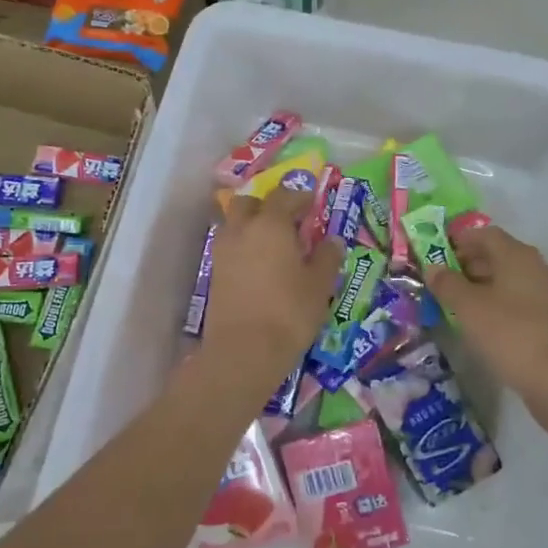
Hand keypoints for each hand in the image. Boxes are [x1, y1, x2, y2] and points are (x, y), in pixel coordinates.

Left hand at [198, 186, 345, 394]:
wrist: (243, 351)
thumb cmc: (289, 313)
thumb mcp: (319, 285)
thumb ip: (327, 257)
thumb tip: (333, 240)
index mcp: (271, 224)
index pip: (284, 196)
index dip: (299, 197)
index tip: (312, 204)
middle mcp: (242, 229)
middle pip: (249, 203)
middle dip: (267, 205)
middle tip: (288, 221)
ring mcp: (223, 251)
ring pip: (234, 223)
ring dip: (251, 225)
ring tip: (272, 245)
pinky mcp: (214, 273)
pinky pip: (229, 247)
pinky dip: (243, 247)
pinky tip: (259, 266)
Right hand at [425, 224, 547, 401]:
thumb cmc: (510, 333)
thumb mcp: (468, 307)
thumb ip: (447, 283)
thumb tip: (433, 267)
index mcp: (516, 255)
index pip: (484, 234)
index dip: (458, 240)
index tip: (436, 254)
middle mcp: (536, 267)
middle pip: (497, 255)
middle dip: (467, 264)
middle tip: (441, 282)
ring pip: (508, 280)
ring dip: (482, 286)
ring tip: (457, 305)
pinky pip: (518, 301)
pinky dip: (498, 305)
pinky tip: (483, 325)